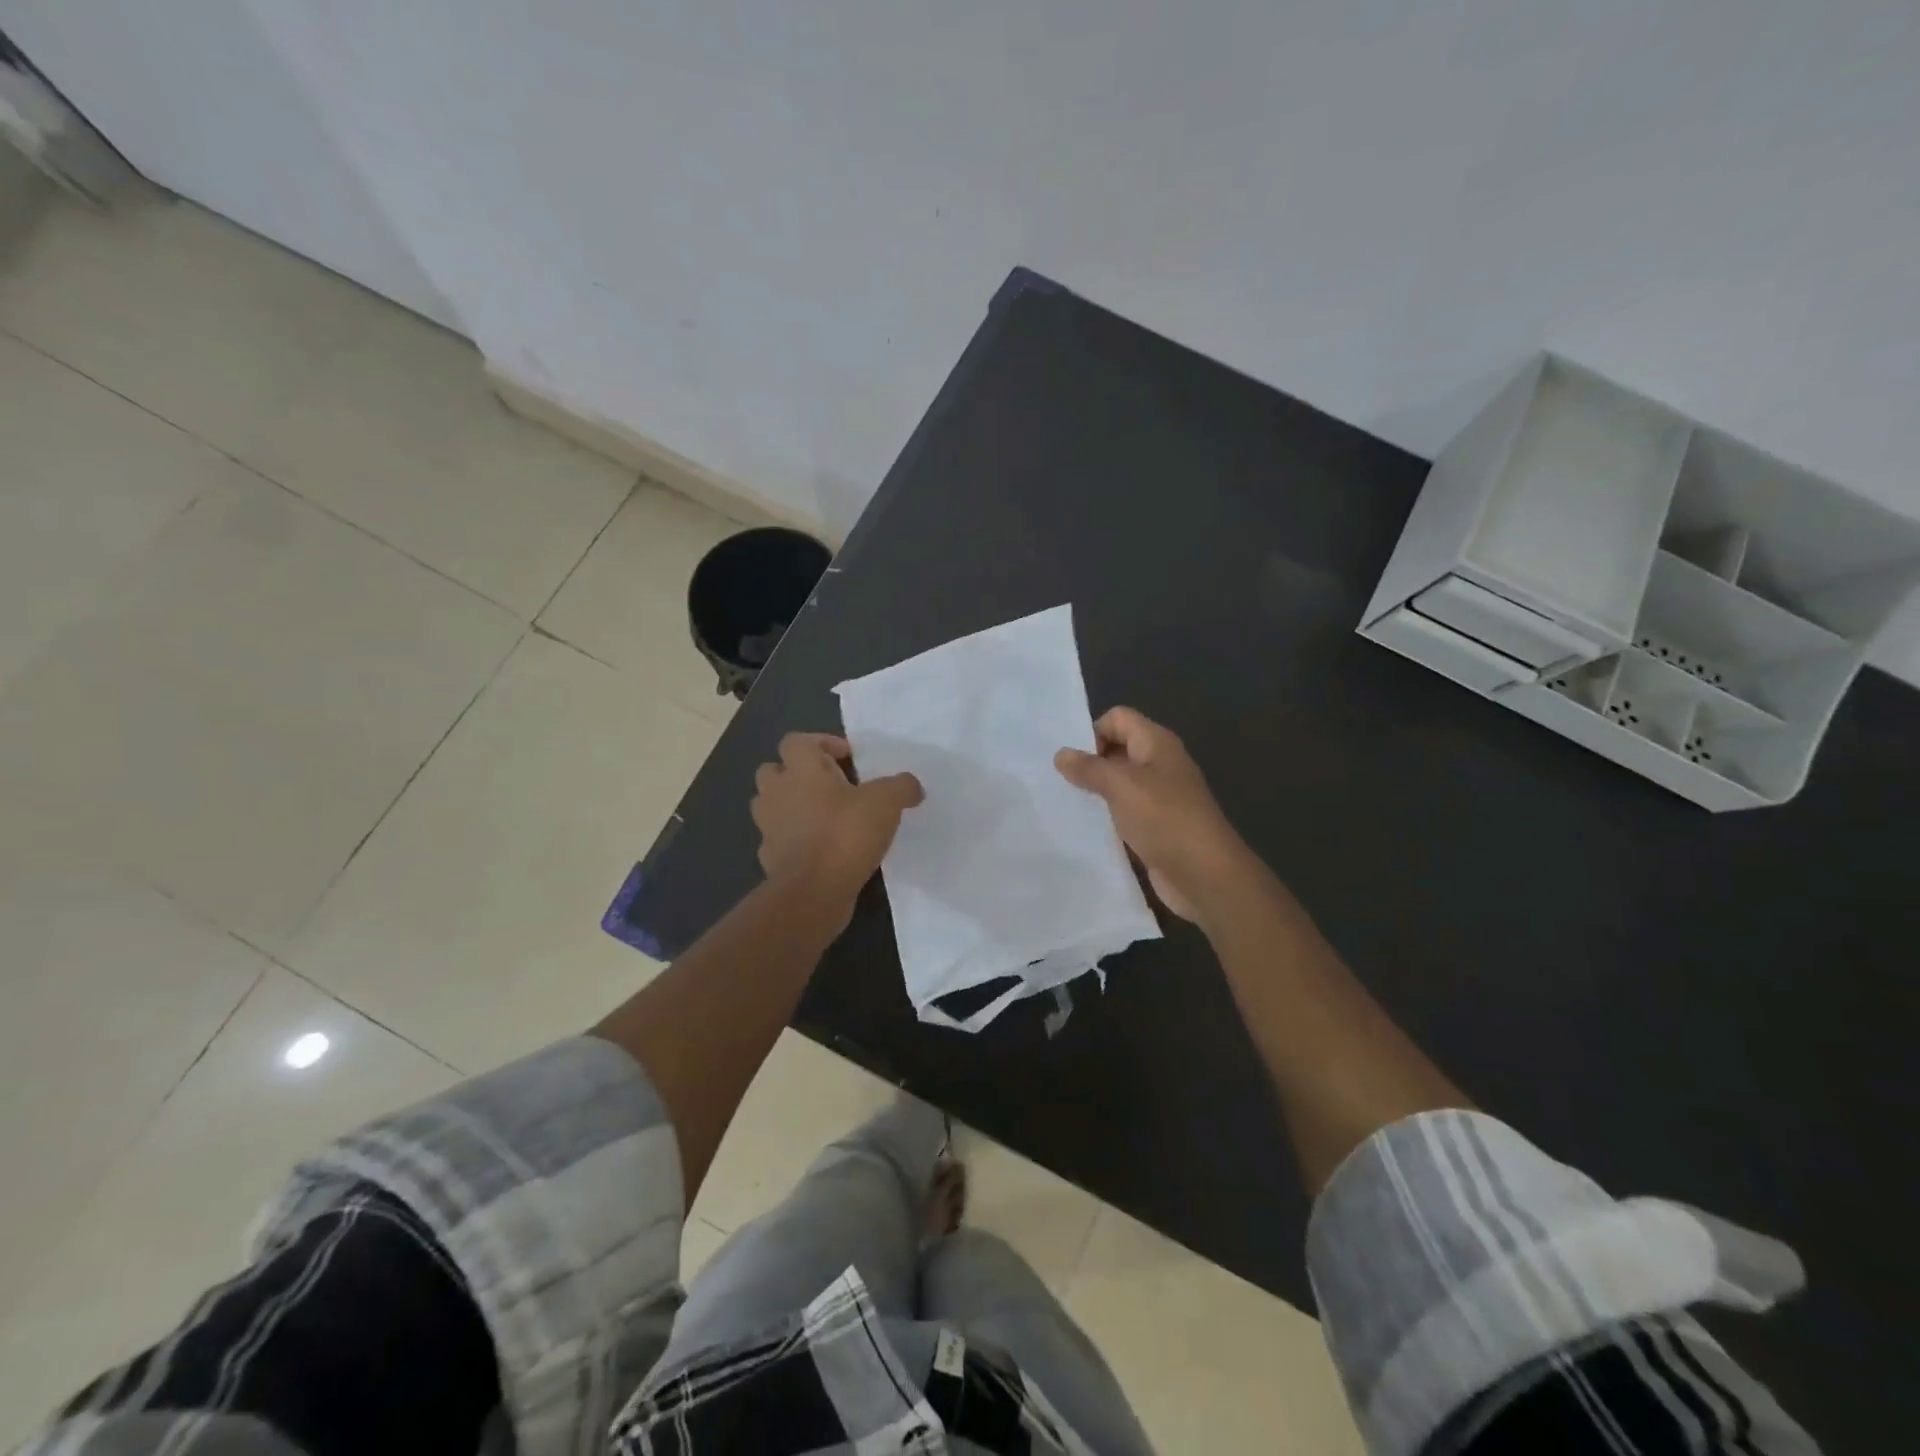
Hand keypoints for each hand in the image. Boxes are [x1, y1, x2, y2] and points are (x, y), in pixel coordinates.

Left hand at [752, 733, 923, 916]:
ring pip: (770, 805)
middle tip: (828, 786)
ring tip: (822, 817)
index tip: (846, 758)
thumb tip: (912, 787)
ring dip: (790, 805)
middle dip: (796, 773)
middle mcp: (777, 792)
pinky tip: (818, 850)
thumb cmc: (846, 834)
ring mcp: (768, 826)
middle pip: (773, 770)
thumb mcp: (886, 803)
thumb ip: (901, 787)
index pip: (797, 741)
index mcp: (800, 770)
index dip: (821, 743)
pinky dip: (793, 840)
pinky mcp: (769, 857)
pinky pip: (777, 839)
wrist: (813, 891)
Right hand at [1055, 707, 1248, 921]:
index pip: (1118, 718)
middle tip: (1058, 781)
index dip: (1093, 731)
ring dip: (1095, 791)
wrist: (1205, 874)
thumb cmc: (1164, 818)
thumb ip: (1088, 767)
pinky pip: (1124, 811)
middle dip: (1088, 761)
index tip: (1072, 760)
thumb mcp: (1121, 785)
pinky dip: (1106, 816)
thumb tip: (1061, 753)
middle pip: (1117, 748)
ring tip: (1065, 804)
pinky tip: (1084, 828)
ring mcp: (1159, 796)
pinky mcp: (1155, 826)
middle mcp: (1159, 764)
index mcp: (1156, 743)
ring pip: (1118, 782)